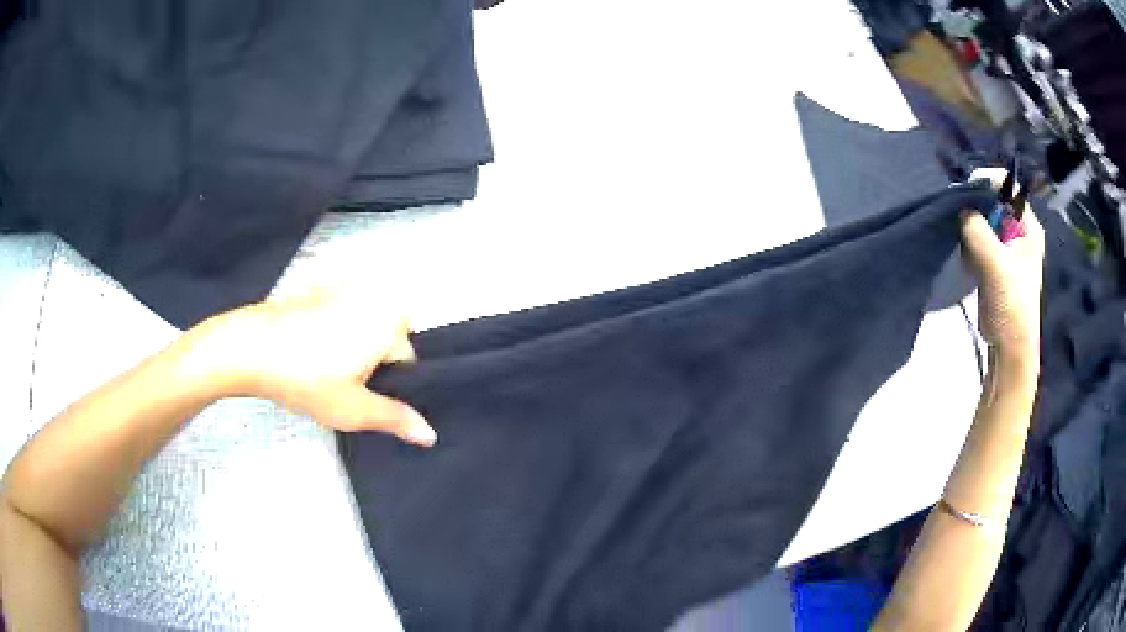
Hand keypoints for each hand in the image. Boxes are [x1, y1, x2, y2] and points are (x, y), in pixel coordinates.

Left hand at [185, 289, 435, 445]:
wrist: (250, 347)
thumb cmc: (307, 379)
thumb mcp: (354, 409)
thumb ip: (395, 419)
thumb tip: (430, 435)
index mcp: (390, 321)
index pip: (407, 360)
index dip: (386, 384)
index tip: (359, 396)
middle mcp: (374, 295)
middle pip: (387, 340)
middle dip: (371, 363)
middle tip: (340, 385)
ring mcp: (345, 287)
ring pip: (363, 328)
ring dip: (351, 348)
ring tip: (321, 370)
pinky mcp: (320, 287)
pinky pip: (341, 315)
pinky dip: (332, 332)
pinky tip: (307, 351)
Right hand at [960, 181, 1044, 355]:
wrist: (1009, 347)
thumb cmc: (1011, 305)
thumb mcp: (995, 264)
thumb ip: (978, 231)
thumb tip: (962, 210)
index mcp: (1029, 228)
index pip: (1009, 189)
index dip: (988, 184)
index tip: (966, 191)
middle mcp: (1020, 232)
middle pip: (995, 203)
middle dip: (976, 207)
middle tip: (960, 216)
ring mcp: (1008, 248)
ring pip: (985, 222)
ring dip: (972, 228)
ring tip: (965, 242)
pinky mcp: (996, 263)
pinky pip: (981, 240)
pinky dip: (971, 244)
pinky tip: (968, 257)